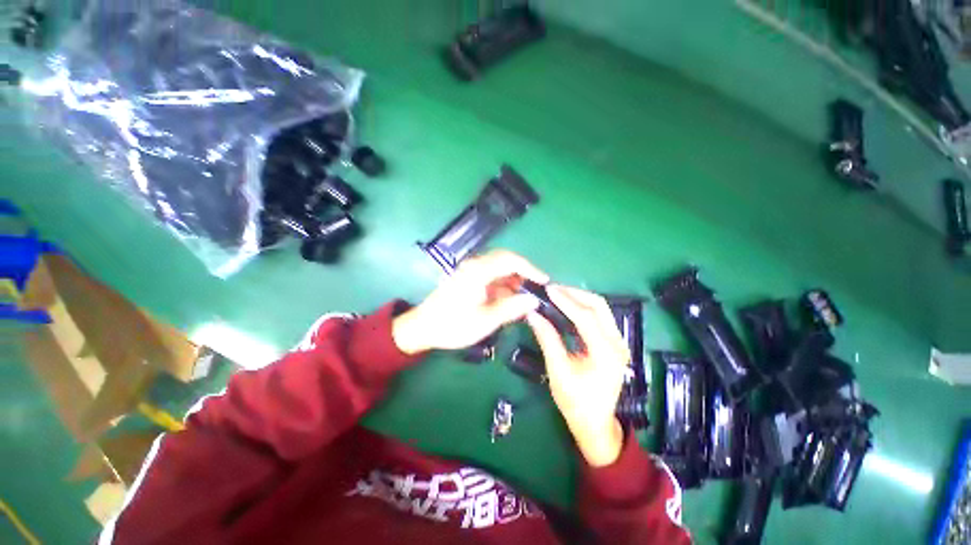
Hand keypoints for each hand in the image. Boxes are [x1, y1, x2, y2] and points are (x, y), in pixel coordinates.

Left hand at [392, 250, 549, 354]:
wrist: (423, 328)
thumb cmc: (453, 325)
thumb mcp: (485, 320)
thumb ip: (511, 308)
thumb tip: (534, 300)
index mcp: (478, 271)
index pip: (510, 260)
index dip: (530, 268)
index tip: (544, 281)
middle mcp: (474, 265)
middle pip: (505, 261)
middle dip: (523, 273)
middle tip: (538, 288)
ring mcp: (470, 271)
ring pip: (499, 268)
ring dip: (514, 280)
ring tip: (526, 296)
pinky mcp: (468, 278)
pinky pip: (491, 276)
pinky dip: (503, 285)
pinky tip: (510, 299)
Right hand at [526, 286, 629, 466]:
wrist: (595, 422)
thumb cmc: (575, 401)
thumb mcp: (557, 371)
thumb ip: (547, 339)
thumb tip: (532, 314)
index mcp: (605, 353)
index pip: (585, 316)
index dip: (566, 300)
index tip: (548, 289)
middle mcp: (617, 343)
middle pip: (598, 306)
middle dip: (574, 293)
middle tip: (552, 289)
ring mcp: (619, 342)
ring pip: (601, 308)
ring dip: (579, 298)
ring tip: (557, 294)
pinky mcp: (614, 343)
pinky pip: (600, 316)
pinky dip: (583, 307)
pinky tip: (568, 306)